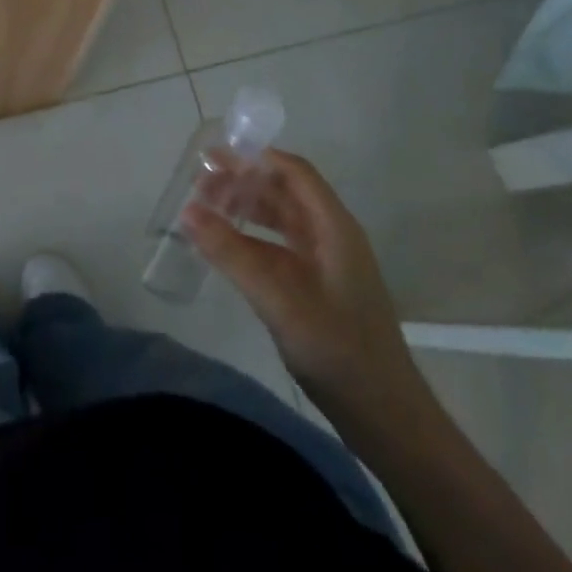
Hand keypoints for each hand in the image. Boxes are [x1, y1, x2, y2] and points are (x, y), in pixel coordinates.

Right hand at [182, 150, 428, 435]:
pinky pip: (279, 247)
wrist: (384, 415)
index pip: (295, 172)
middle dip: (244, 181)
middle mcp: (331, 236)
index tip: (215, 155)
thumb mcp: (279, 298)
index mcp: (334, 227)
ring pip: (281, 219)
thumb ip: (232, 253)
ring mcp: (326, 263)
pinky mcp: (318, 287)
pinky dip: (251, 238)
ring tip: (206, 207)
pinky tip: (226, 246)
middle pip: (285, 192)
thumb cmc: (337, 349)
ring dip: (246, 208)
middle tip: (200, 182)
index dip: (257, 157)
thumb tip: (187, 210)